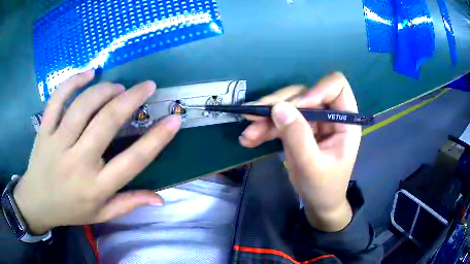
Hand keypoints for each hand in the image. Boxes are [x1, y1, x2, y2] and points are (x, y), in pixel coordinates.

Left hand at [14, 71, 180, 234]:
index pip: (132, 162)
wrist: (37, 203)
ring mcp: (57, 143)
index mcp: (96, 187)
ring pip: (82, 106)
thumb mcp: (101, 214)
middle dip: (131, 99)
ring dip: (104, 90)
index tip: (174, 119)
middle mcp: (77, 163)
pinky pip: (56, 100)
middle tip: (147, 86)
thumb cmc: (70, 210)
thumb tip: (160, 199)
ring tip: (117, 87)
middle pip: (106, 123)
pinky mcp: (44, 131)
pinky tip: (87, 74)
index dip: (157, 139)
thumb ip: (129, 204)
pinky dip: (72, 82)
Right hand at [239, 72, 360, 231]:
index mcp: (345, 120)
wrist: (318, 203)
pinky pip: (280, 120)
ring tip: (248, 134)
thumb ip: (298, 137)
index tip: (296, 107)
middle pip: (304, 93)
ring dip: (265, 117)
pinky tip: (249, 139)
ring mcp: (313, 121)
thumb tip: (278, 108)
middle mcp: (329, 114)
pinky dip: (264, 128)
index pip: (337, 86)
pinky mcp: (298, 128)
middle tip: (253, 116)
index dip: (316, 90)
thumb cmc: (323, 187)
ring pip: (288, 105)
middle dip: (279, 104)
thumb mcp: (312, 166)